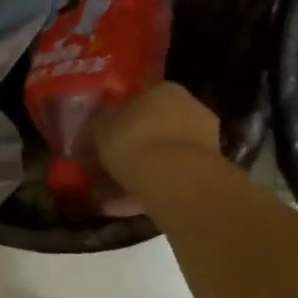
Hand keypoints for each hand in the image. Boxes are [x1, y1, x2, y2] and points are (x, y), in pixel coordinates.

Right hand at [93, 82, 222, 203]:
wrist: (175, 178)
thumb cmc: (134, 140)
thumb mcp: (100, 129)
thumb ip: (95, 127)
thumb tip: (91, 131)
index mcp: (165, 90)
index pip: (138, 100)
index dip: (117, 120)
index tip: (102, 138)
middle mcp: (189, 109)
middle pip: (153, 129)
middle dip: (130, 148)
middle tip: (106, 166)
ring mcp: (203, 141)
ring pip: (162, 156)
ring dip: (139, 172)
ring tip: (110, 195)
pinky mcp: (207, 172)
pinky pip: (170, 178)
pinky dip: (148, 190)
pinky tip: (124, 207)